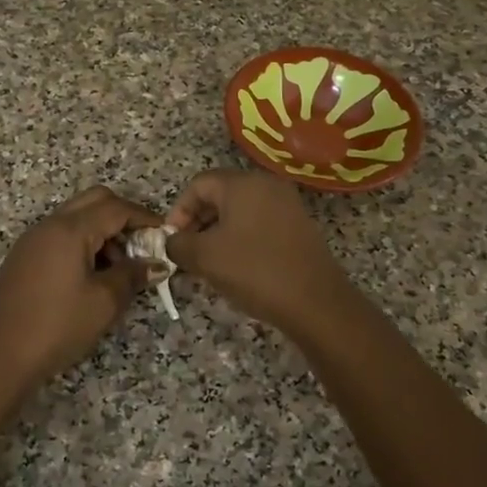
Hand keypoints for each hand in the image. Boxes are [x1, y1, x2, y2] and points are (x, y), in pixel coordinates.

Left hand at [0, 186, 157, 390]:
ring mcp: (32, 239)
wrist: (0, 356)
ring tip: (118, 269)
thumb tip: (157, 264)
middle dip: (122, 217)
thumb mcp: (104, 302)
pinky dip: (82, 242)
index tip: (164, 234)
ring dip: (102, 231)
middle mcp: (49, 225)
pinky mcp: (23, 257)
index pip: (115, 208)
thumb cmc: (58, 326)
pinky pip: (60, 234)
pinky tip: (90, 276)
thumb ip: (133, 275)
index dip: (144, 217)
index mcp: (70, 229)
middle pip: (94, 201)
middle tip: (141, 246)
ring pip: (76, 217)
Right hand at [165, 170, 354, 336]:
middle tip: (186, 251)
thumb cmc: (255, 271)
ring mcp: (287, 205)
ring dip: (217, 232)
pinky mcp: (299, 226)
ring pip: (240, 211)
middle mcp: (267, 185)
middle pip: (220, 194)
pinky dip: (241, 238)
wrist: (315, 302)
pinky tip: (236, 265)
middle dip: (197, 222)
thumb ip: (178, 244)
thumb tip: (172, 241)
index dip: (179, 211)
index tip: (171, 240)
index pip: (199, 184)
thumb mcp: (205, 257)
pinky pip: (259, 223)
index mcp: (243, 184)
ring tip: (207, 262)